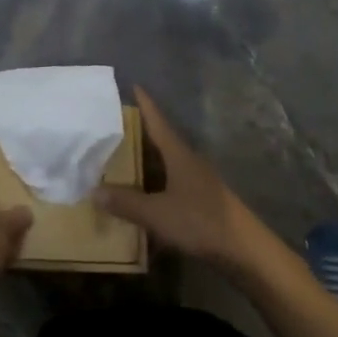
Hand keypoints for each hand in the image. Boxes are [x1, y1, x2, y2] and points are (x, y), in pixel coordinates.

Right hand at [94, 87, 264, 269]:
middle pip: (162, 140)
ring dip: (147, 160)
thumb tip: (92, 191)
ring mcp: (198, 181)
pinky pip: (172, 183)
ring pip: (167, 163)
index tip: (134, 85)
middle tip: (115, 125)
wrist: (245, 251)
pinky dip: (156, 184)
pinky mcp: (203, 201)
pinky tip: (144, 194)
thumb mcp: (157, 213)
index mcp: (179, 154)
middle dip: (140, 133)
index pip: (158, 122)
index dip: (146, 104)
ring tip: (122, 158)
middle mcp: (189, 161)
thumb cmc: (200, 221)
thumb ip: (126, 202)